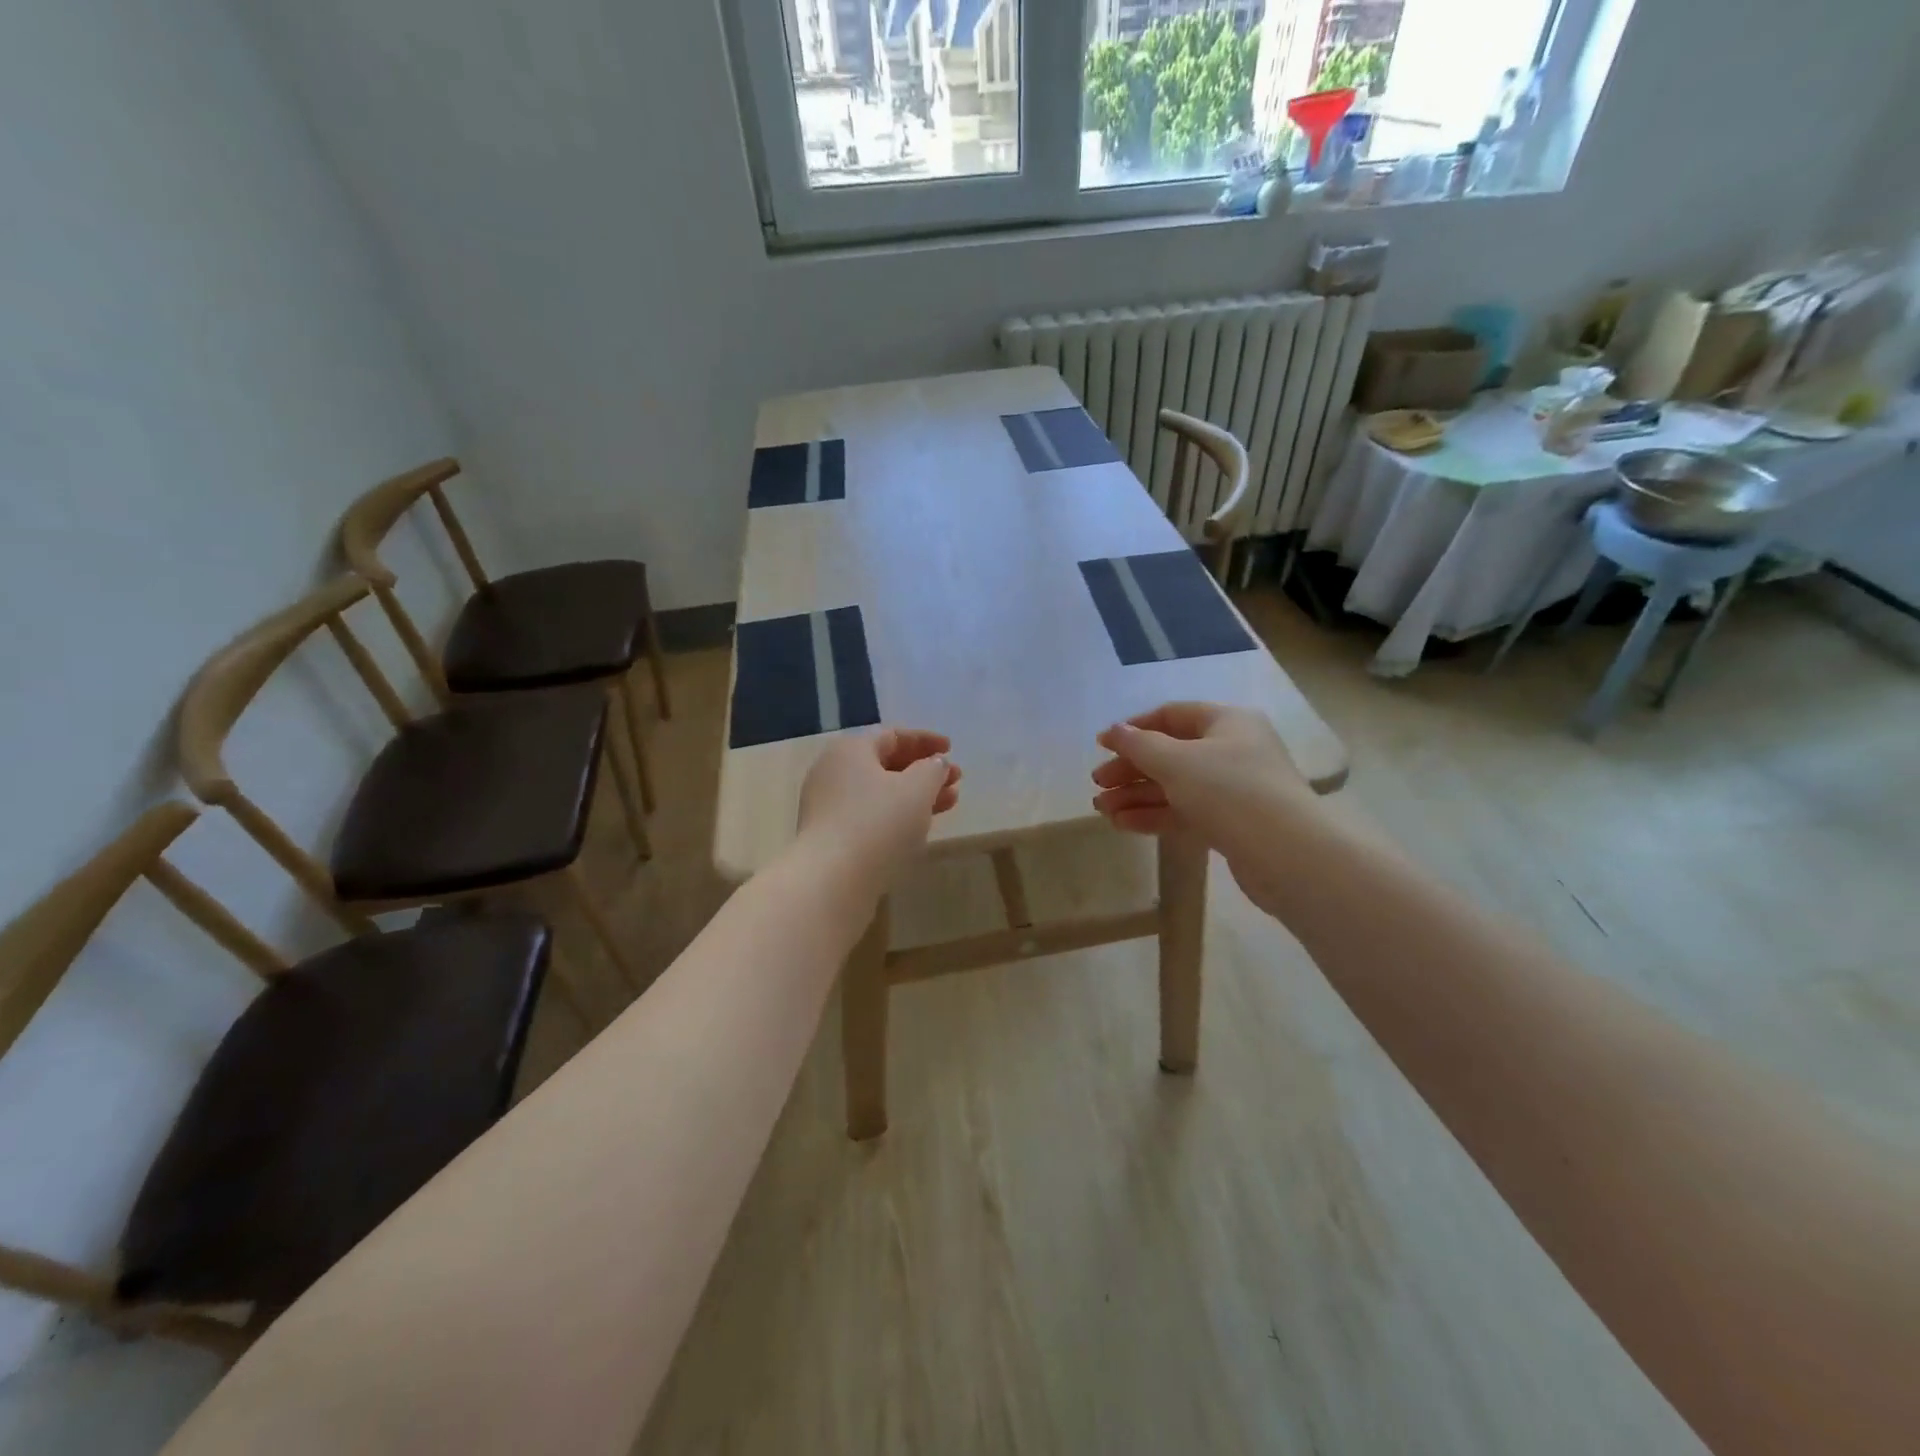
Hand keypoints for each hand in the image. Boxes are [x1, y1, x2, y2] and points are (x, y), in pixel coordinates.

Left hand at [797, 728, 960, 883]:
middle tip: (955, 780)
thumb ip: (933, 769)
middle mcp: (833, 772)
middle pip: (886, 763)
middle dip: (924, 770)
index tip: (951, 750)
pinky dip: (898, 815)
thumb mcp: (917, 789)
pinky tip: (921, 826)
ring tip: (949, 803)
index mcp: (850, 750)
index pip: (892, 735)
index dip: (925, 740)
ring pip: (881, 792)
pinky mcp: (831, 837)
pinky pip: (871, 815)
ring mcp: (828, 806)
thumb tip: (935, 763)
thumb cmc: (878, 823)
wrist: (832, 881)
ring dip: (916, 794)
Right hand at [1091, 702, 1312, 915]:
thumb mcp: (1177, 761)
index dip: (1134, 728)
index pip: (1171, 715)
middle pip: (1170, 753)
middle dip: (1131, 769)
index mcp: (1227, 722)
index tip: (1101, 745)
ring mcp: (1233, 789)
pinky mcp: (1231, 823)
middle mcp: (1232, 750)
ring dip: (1137, 795)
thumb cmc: (1230, 791)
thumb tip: (1113, 731)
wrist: (1287, 854)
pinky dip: (1155, 815)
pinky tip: (1124, 824)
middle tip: (1098, 784)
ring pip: (1175, 786)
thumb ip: (1139, 745)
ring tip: (1102, 810)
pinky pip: (1185, 812)